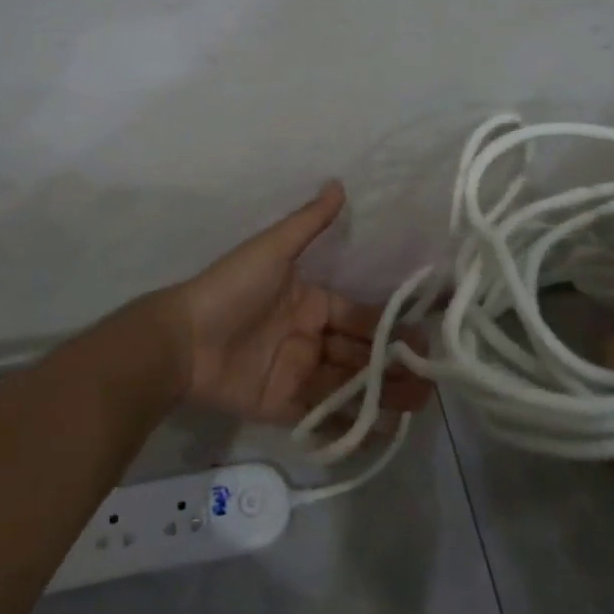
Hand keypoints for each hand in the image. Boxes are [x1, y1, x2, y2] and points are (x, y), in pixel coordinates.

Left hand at [157, 182, 432, 426]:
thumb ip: (308, 222)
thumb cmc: (232, 288)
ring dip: (383, 393)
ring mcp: (297, 374)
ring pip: (349, 385)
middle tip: (431, 376)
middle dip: (394, 364)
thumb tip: (338, 183)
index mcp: (311, 304)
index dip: (389, 326)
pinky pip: (323, 415)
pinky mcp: (283, 406)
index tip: (422, 336)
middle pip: (360, 354)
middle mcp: (309, 339)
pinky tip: (386, 430)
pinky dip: (353, 423)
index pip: (359, 316)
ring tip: (421, 401)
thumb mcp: (273, 249)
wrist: (183, 339)